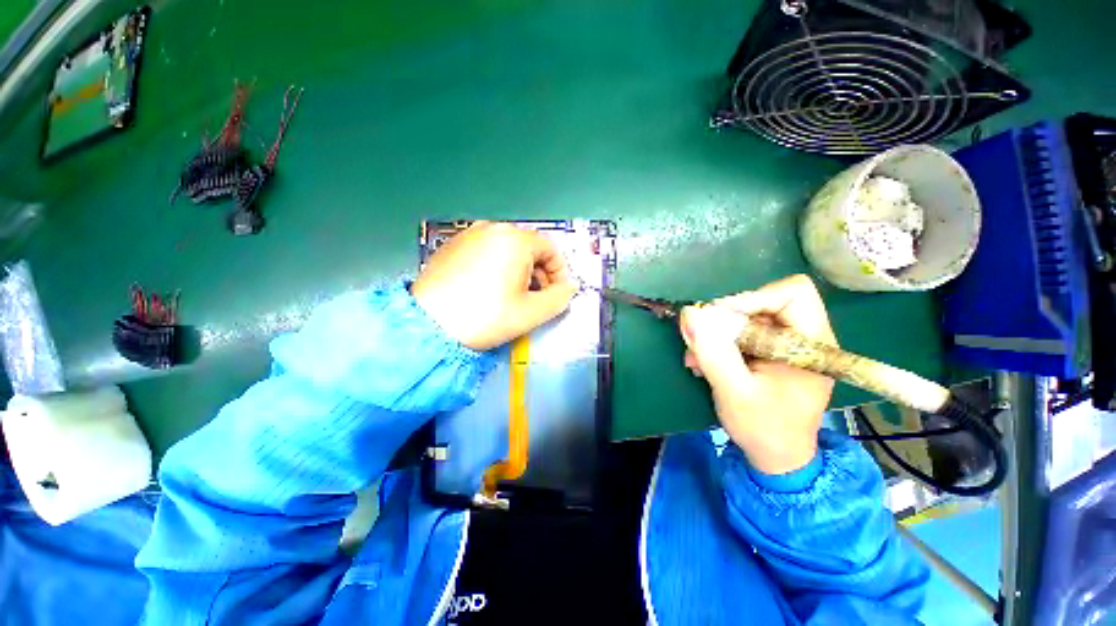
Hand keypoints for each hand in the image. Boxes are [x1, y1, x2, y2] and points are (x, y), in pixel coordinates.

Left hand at [413, 222, 577, 350]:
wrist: (428, 325)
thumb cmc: (485, 317)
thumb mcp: (531, 312)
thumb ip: (559, 298)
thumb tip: (568, 288)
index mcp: (514, 239)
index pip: (550, 249)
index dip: (559, 272)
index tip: (557, 293)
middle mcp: (491, 228)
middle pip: (528, 247)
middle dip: (539, 272)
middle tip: (536, 297)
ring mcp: (468, 235)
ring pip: (507, 249)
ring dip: (519, 270)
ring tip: (513, 296)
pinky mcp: (452, 246)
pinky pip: (485, 251)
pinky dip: (496, 267)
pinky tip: (488, 289)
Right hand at [679, 275, 836, 474]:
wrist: (775, 457)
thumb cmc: (764, 428)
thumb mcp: (734, 391)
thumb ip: (713, 352)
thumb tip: (690, 313)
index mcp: (812, 344)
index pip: (792, 294)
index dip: (753, 298)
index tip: (719, 319)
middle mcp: (803, 337)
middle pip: (762, 303)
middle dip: (724, 321)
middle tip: (699, 341)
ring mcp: (785, 345)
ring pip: (745, 318)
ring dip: (715, 334)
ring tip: (696, 358)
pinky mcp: (769, 352)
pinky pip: (739, 333)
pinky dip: (717, 343)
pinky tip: (702, 362)